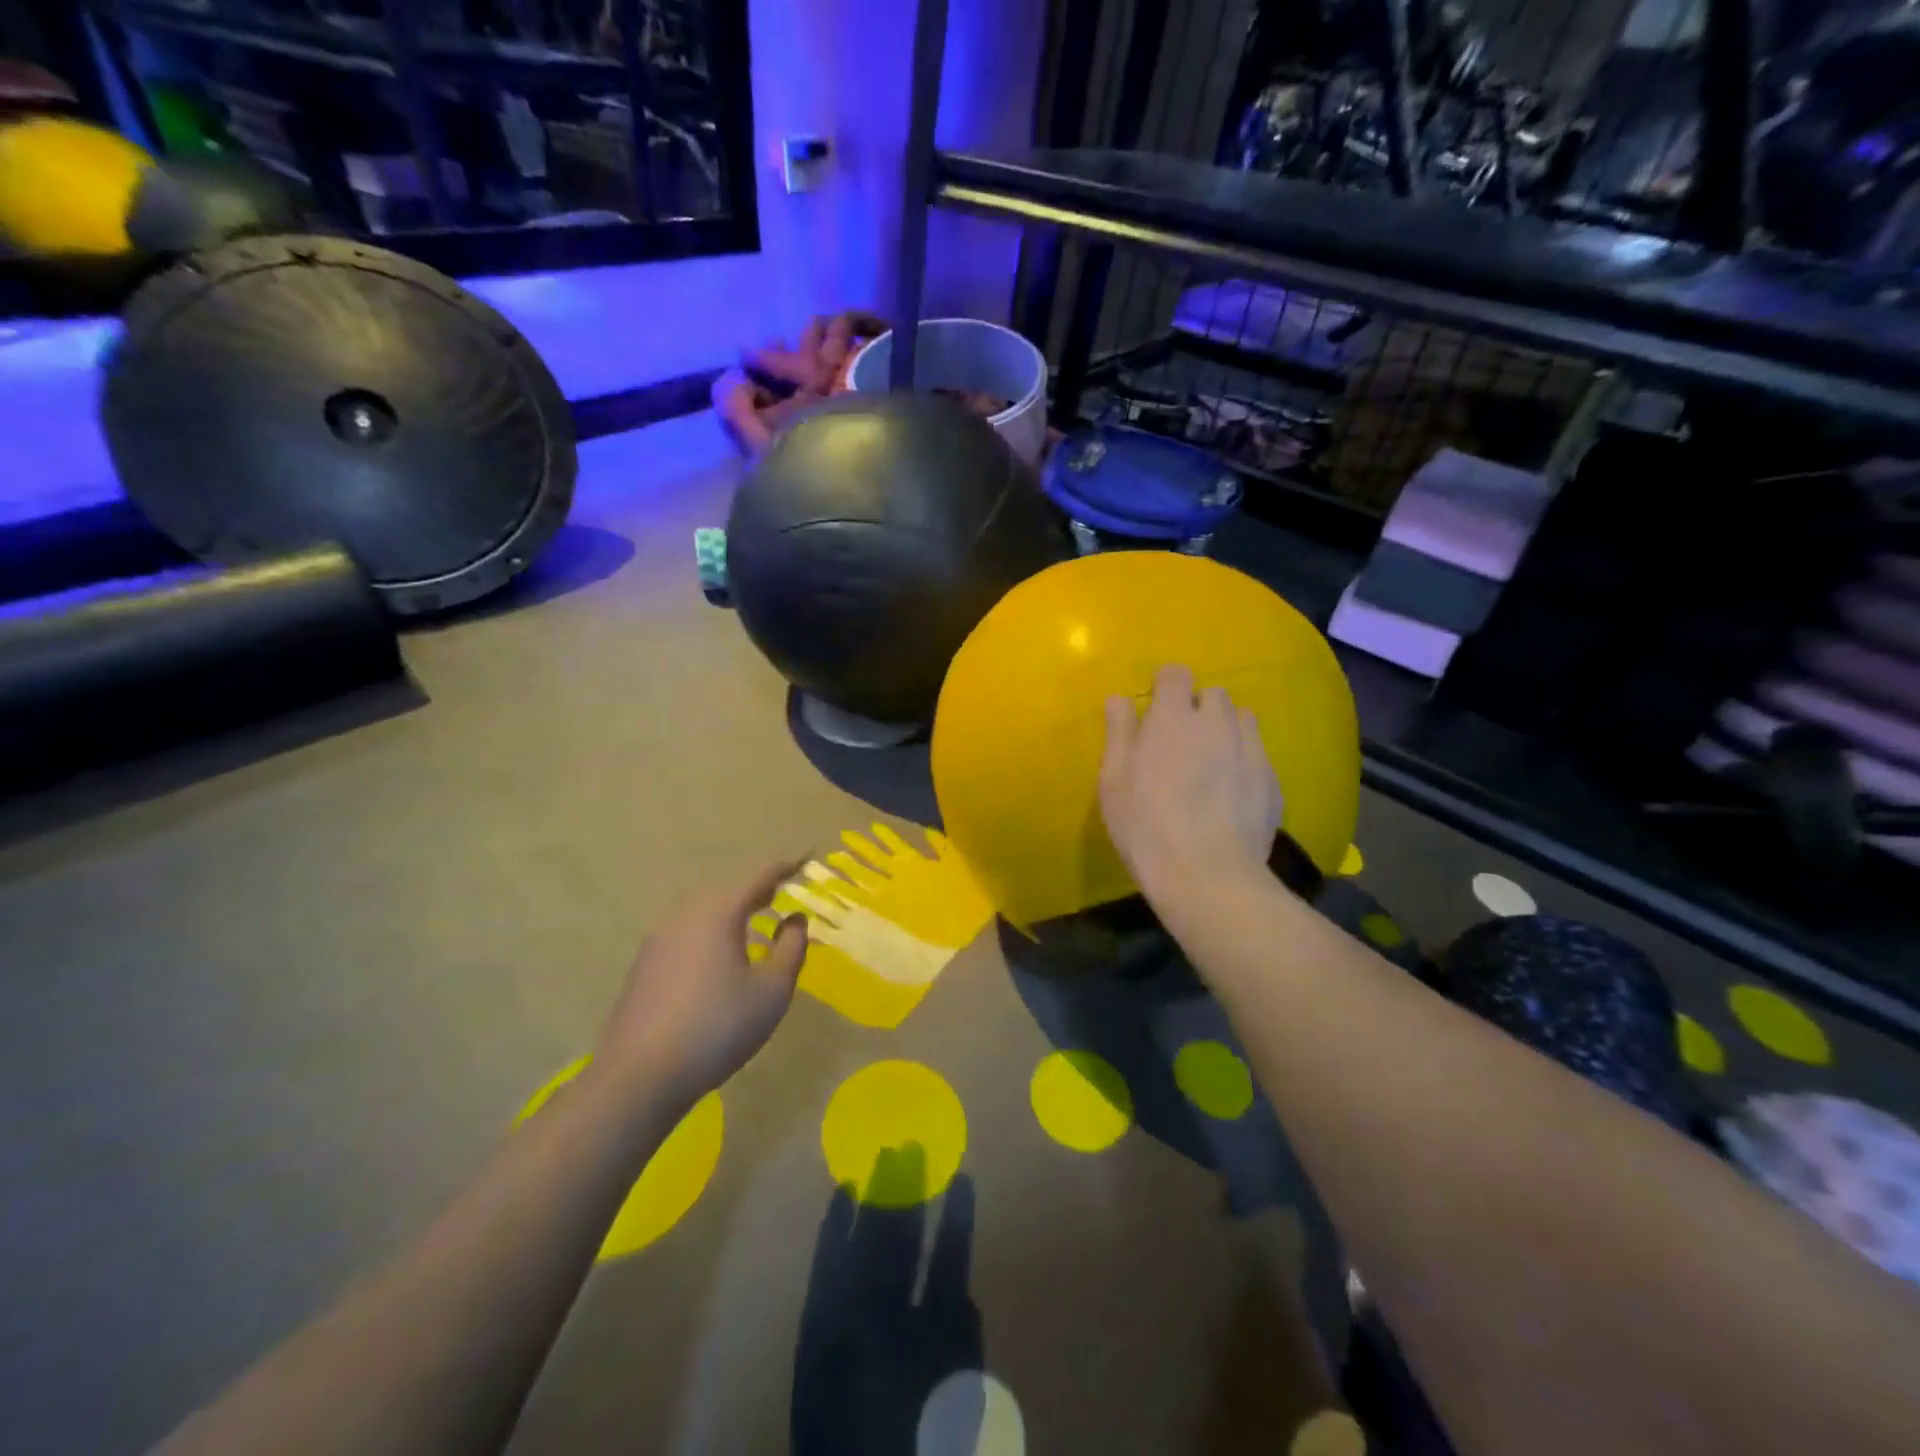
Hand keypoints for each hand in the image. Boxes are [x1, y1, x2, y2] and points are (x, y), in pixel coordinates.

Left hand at [596, 863, 808, 1108]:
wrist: (640, 1076)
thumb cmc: (718, 1027)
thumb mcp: (772, 990)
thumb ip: (791, 948)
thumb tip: (795, 919)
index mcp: (718, 913)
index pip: (759, 878)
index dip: (785, 868)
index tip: (805, 858)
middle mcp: (685, 915)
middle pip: (728, 892)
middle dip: (756, 891)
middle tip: (780, 894)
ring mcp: (658, 939)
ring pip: (704, 913)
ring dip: (731, 914)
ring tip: (753, 926)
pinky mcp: (644, 966)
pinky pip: (686, 935)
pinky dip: (710, 935)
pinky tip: (718, 960)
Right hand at [1099, 664, 1283, 902]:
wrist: (1207, 874)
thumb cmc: (1145, 825)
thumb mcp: (1114, 780)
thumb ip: (1119, 732)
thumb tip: (1120, 698)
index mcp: (1173, 717)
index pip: (1175, 674)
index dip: (1165, 685)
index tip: (1155, 707)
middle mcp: (1216, 723)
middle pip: (1213, 694)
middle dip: (1198, 707)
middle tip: (1181, 740)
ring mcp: (1250, 750)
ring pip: (1242, 719)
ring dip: (1226, 728)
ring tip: (1211, 761)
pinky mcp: (1272, 780)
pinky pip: (1258, 753)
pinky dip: (1244, 760)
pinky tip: (1231, 793)